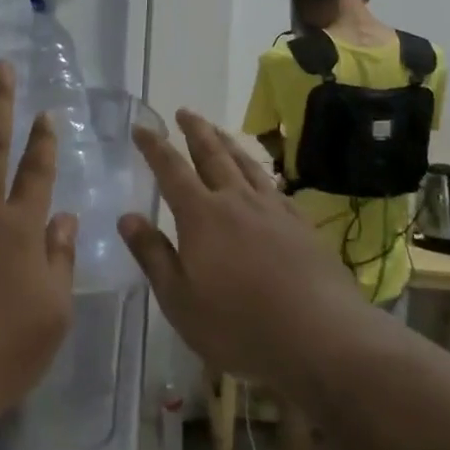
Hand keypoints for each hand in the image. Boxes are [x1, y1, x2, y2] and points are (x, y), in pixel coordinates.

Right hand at [119, 110, 355, 385]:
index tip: (142, 128)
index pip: (172, 170)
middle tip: (184, 112)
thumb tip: (127, 217)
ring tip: (218, 130)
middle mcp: (236, 201)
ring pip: (246, 164)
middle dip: (195, 131)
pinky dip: (260, 171)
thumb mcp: (180, 299)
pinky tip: (262, 176)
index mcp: (202, 216)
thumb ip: (153, 255)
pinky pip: (274, 185)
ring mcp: (274, 210)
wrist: (321, 337)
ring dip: (228, 143)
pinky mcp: (302, 225)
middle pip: (212, 155)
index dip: (154, 147)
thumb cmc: (239, 325)